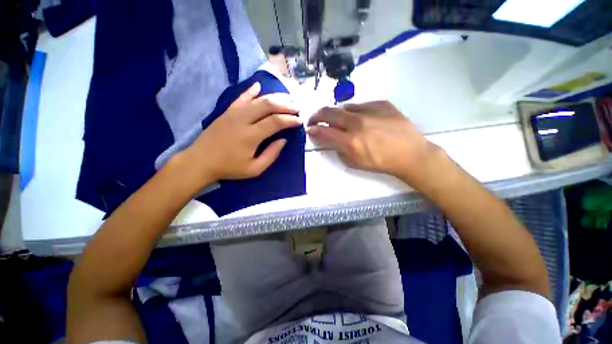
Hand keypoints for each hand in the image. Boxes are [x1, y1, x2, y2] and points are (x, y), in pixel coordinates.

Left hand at [180, 82, 301, 183]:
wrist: (200, 161)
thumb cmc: (229, 168)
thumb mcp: (254, 169)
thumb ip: (271, 154)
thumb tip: (283, 140)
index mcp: (251, 136)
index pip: (275, 122)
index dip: (289, 120)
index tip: (299, 121)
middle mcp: (243, 119)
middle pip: (268, 105)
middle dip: (285, 105)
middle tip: (296, 108)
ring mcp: (233, 113)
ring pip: (257, 99)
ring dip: (274, 97)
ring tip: (286, 99)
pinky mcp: (227, 111)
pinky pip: (241, 97)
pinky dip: (251, 91)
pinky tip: (259, 86)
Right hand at [307, 101, 443, 185]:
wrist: (410, 154)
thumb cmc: (380, 163)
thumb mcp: (354, 163)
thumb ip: (338, 150)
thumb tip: (329, 138)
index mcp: (350, 141)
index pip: (323, 131)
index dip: (313, 129)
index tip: (310, 129)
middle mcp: (357, 123)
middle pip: (329, 112)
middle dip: (317, 115)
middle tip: (315, 119)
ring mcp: (370, 110)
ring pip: (345, 107)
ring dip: (338, 114)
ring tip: (341, 121)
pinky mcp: (382, 104)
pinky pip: (362, 105)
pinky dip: (356, 111)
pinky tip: (362, 119)